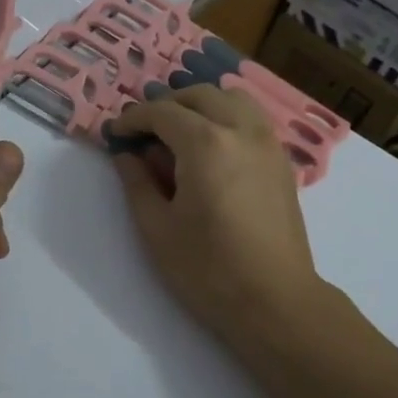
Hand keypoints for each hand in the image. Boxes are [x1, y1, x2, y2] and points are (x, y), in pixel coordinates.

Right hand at [108, 85, 319, 352]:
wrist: (275, 302)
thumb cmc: (207, 269)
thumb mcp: (156, 228)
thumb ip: (137, 182)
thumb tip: (126, 155)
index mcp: (206, 144)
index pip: (162, 112)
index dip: (133, 119)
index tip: (114, 133)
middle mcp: (242, 131)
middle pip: (201, 95)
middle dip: (167, 105)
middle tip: (143, 131)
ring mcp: (269, 144)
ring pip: (233, 99)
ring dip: (201, 105)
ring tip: (179, 132)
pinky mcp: (283, 163)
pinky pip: (253, 120)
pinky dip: (227, 118)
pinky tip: (211, 150)